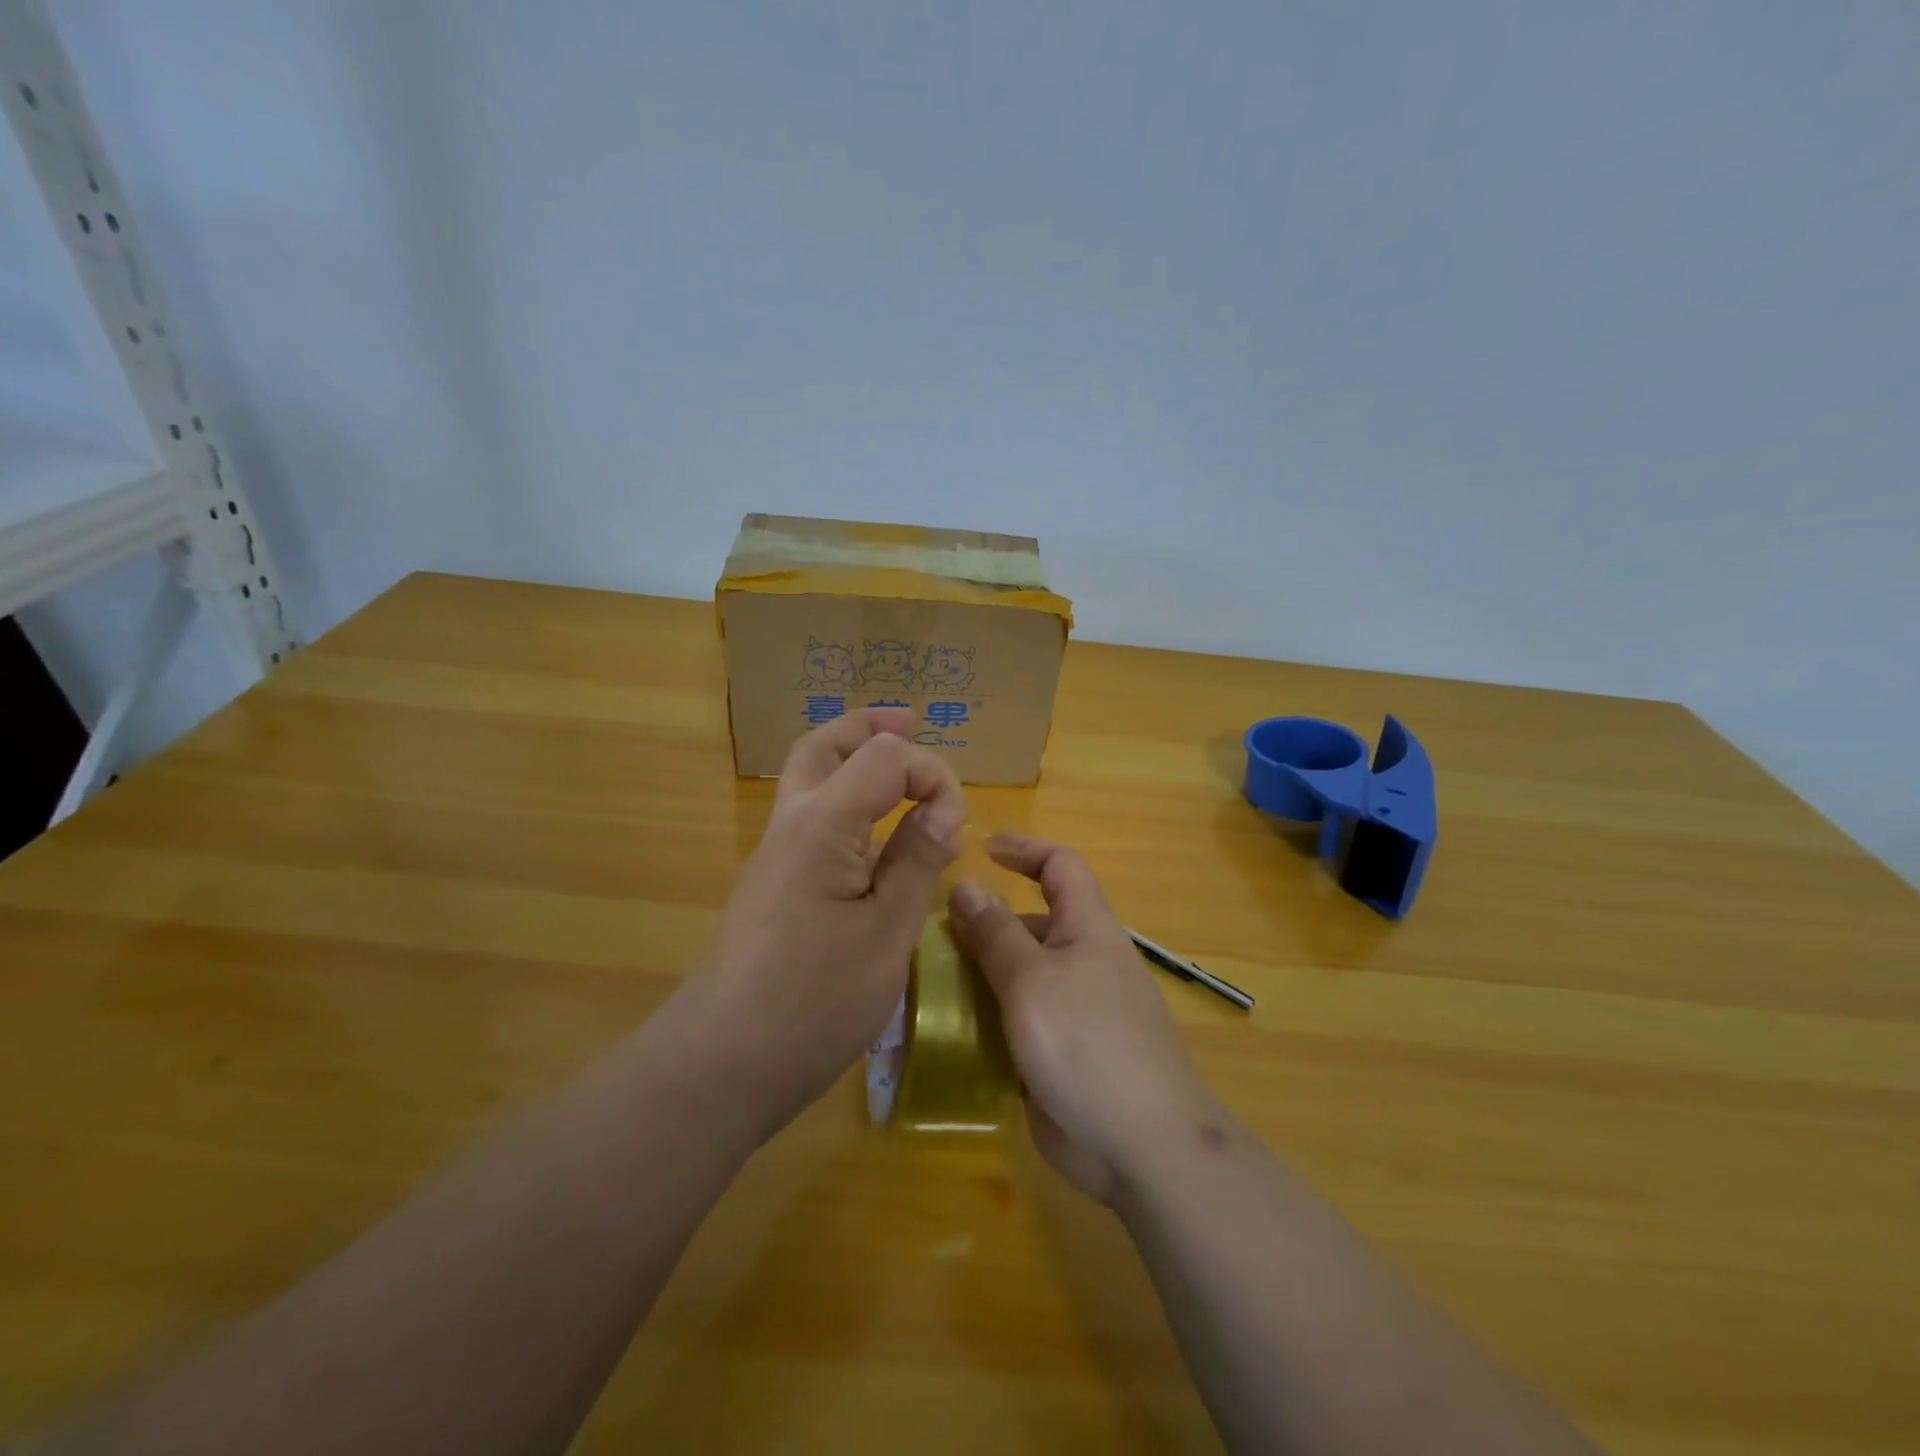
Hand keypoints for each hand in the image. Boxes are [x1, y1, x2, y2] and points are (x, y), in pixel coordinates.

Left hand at [681, 709, 965, 1140]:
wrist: (720, 1063)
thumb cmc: (813, 1003)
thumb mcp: (887, 934)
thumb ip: (916, 861)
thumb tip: (943, 810)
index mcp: (823, 824)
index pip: (884, 757)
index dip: (932, 776)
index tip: (955, 827)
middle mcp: (791, 823)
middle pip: (824, 746)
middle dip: (870, 727)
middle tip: (909, 722)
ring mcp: (774, 853)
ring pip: (809, 776)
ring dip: (852, 757)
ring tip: (896, 763)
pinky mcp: (771, 882)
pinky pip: (809, 815)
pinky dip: (844, 798)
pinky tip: (873, 831)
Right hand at [948, 834, 1215, 1203]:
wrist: (1142, 1146)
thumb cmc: (1087, 1044)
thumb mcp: (1032, 980)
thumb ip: (996, 932)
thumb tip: (966, 884)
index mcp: (1087, 928)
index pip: (1060, 866)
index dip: (1024, 849)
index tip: (980, 849)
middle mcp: (1082, 960)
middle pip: (1032, 922)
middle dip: (986, 921)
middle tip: (930, 933)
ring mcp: (1073, 1009)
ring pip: (1020, 973)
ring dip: (979, 971)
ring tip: (927, 979)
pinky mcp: (1061, 1051)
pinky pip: (1018, 1017)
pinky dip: (988, 1014)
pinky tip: (949, 1027)